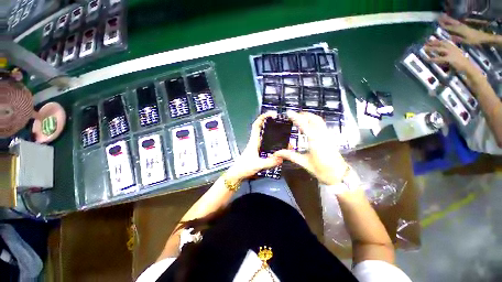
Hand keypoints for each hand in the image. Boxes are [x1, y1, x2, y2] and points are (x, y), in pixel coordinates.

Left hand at [225, 112, 282, 182]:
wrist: (238, 174)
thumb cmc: (244, 167)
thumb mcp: (257, 164)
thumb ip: (269, 162)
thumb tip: (282, 157)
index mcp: (254, 141)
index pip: (257, 125)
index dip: (263, 117)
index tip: (272, 114)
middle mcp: (256, 142)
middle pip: (264, 129)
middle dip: (273, 125)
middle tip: (284, 126)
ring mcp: (258, 147)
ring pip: (267, 138)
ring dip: (275, 136)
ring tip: (286, 138)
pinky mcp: (259, 152)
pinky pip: (269, 145)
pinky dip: (275, 145)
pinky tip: (281, 149)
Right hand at [274, 111, 347, 184]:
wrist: (339, 176)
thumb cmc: (322, 170)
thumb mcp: (304, 163)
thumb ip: (290, 155)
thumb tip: (276, 153)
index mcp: (315, 141)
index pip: (304, 125)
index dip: (296, 118)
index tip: (289, 112)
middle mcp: (322, 135)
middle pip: (314, 119)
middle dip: (304, 115)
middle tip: (293, 115)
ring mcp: (327, 135)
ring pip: (319, 120)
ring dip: (309, 117)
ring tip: (299, 118)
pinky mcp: (329, 137)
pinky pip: (321, 125)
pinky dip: (314, 121)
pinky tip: (308, 125)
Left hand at [424, 39, 476, 73]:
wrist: (467, 66)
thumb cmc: (460, 61)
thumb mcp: (453, 54)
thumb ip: (446, 52)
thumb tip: (438, 51)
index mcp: (453, 46)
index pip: (443, 41)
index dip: (436, 40)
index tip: (429, 40)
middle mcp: (452, 48)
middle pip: (440, 43)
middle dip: (432, 43)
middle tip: (425, 43)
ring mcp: (451, 53)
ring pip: (439, 49)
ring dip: (431, 48)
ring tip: (424, 49)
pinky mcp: (450, 59)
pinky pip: (439, 59)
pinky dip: (433, 59)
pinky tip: (427, 59)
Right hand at [439, 14, 491, 44]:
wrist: (482, 36)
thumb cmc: (474, 40)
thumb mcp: (466, 41)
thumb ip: (457, 39)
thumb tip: (449, 37)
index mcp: (459, 30)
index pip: (449, 27)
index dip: (443, 26)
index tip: (437, 24)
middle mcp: (460, 26)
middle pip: (451, 22)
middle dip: (445, 20)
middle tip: (438, 18)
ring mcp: (462, 25)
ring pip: (453, 21)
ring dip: (448, 19)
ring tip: (443, 17)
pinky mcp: (464, 26)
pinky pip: (456, 22)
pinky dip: (452, 21)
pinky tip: (450, 20)